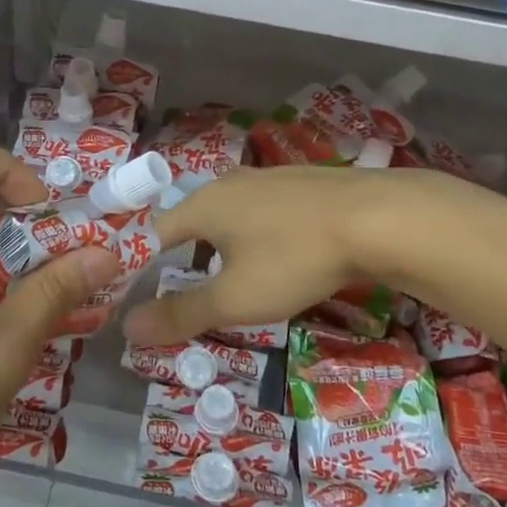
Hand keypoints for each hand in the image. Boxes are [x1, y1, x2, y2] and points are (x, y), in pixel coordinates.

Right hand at [123, 164, 505, 347]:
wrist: (378, 218)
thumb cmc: (294, 258)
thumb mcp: (235, 298)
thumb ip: (181, 313)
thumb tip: (128, 327)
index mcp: (203, 204)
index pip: (154, 231)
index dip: (139, 261)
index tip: (134, 288)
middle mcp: (229, 183)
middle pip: (192, 219)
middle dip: (183, 254)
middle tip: (184, 289)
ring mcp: (269, 178)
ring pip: (230, 214)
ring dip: (222, 245)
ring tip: (230, 276)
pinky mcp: (302, 183)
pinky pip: (263, 211)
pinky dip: (256, 234)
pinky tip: (279, 254)